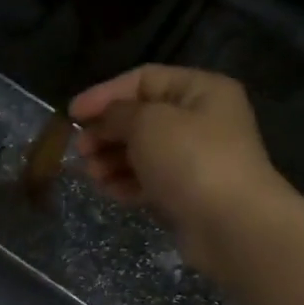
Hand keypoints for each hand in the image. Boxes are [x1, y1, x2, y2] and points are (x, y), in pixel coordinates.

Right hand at [69, 66, 298, 277]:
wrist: (231, 225)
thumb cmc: (190, 160)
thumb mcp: (147, 122)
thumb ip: (117, 113)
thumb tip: (103, 120)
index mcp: (200, 91)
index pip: (143, 79)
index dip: (104, 93)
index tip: (72, 113)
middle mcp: (201, 120)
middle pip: (140, 118)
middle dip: (105, 132)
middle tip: (80, 149)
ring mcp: (195, 159)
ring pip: (141, 151)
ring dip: (110, 160)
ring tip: (91, 174)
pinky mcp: (187, 192)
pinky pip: (148, 180)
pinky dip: (125, 183)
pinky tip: (108, 191)